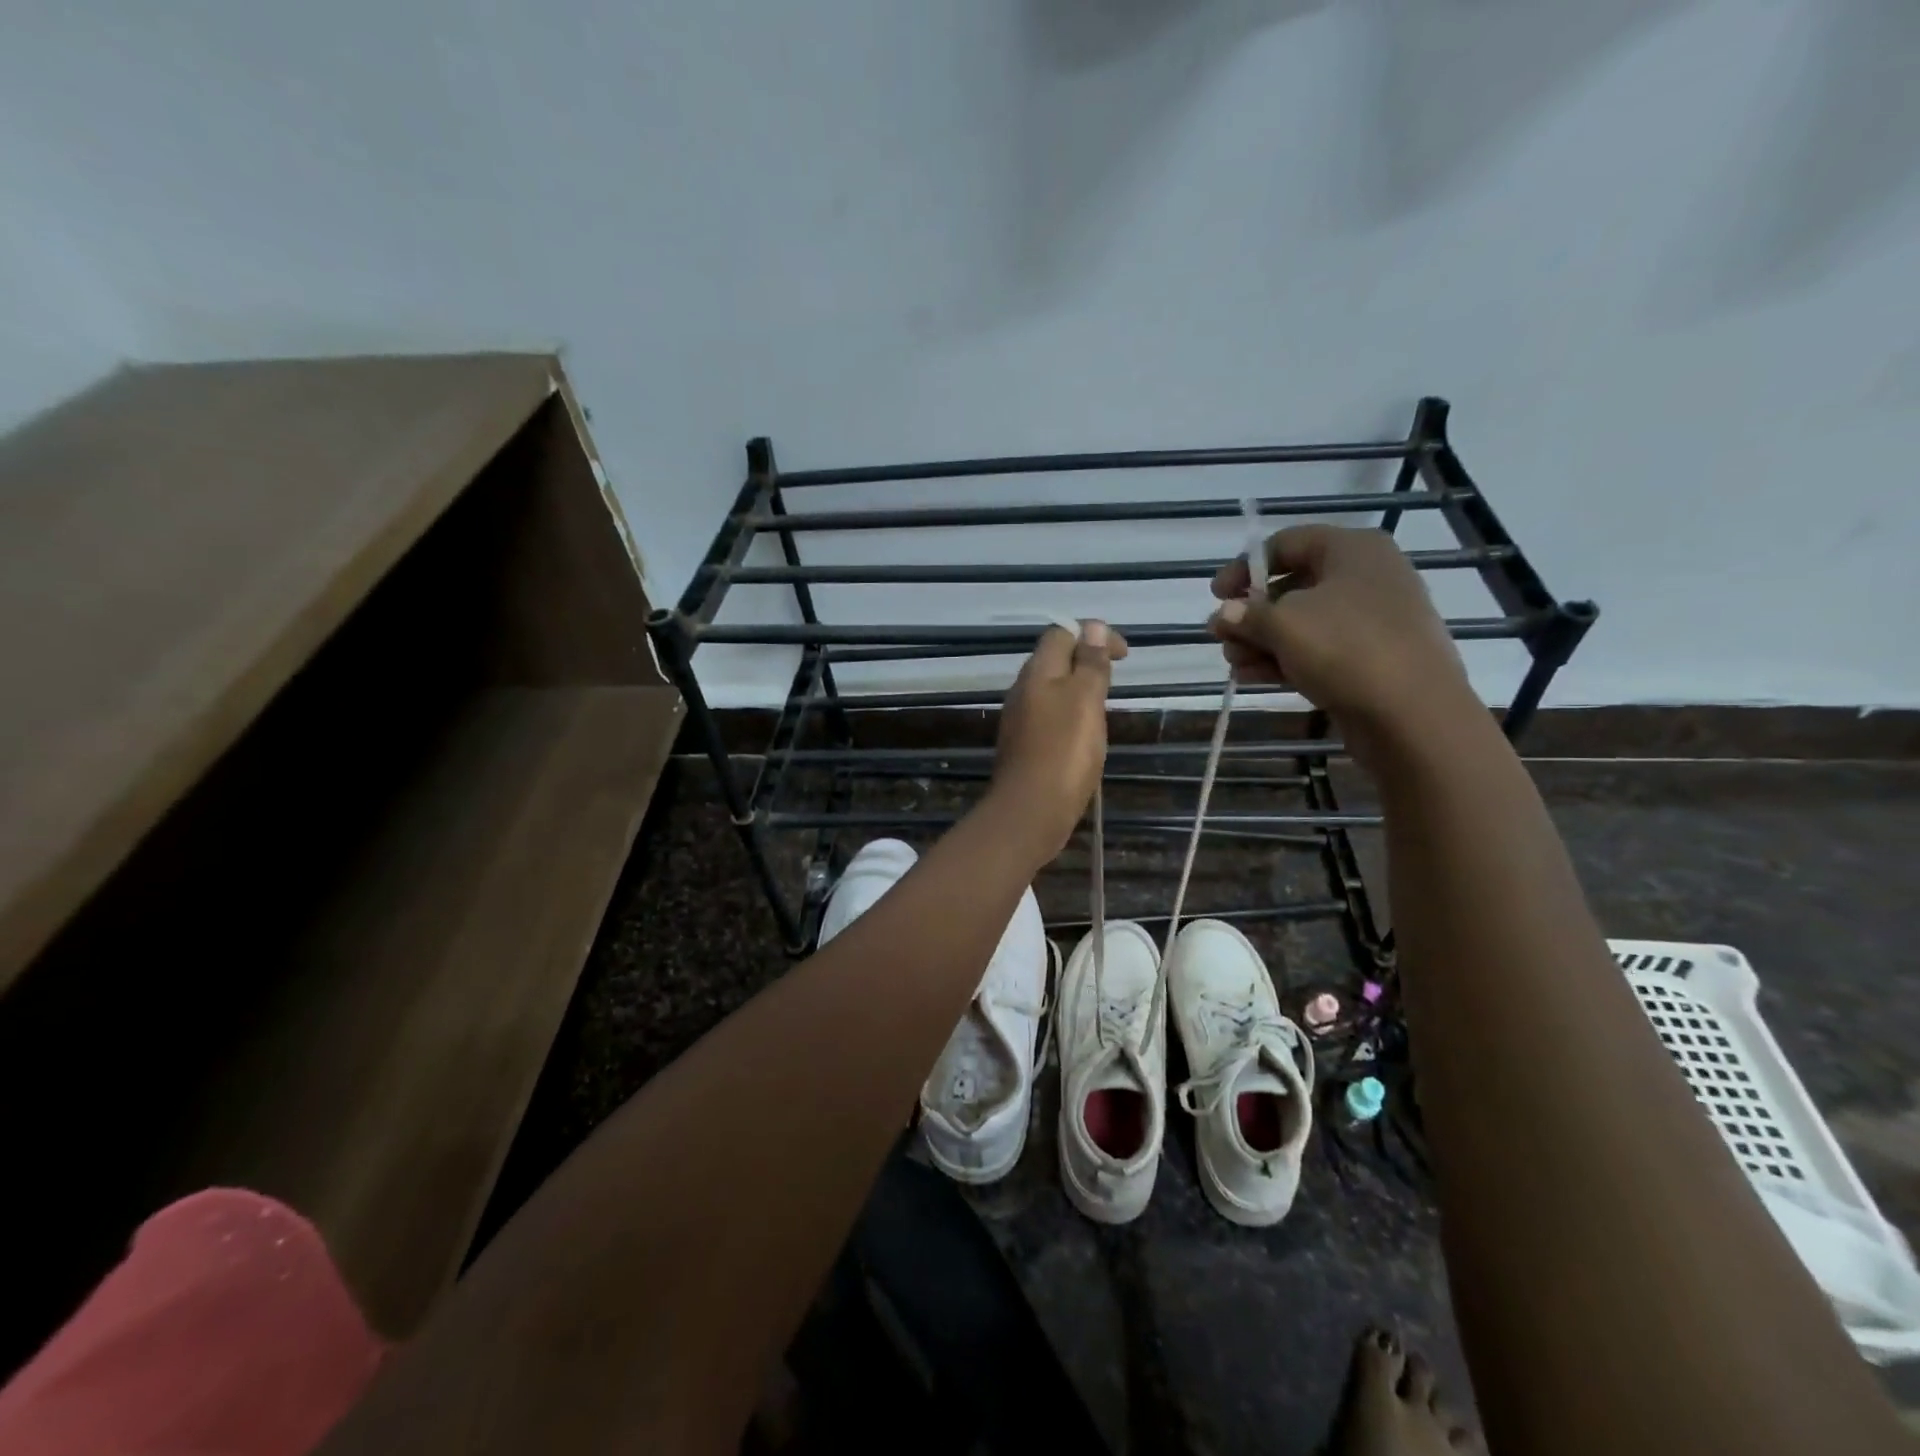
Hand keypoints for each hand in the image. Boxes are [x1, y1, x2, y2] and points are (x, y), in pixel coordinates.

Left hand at [990, 621, 1127, 861]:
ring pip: (1051, 689)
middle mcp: (1023, 690)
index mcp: (1037, 672)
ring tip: (1103, 706)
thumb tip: (1092, 626)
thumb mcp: (1085, 700)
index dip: (1093, 633)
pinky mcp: (1024, 746)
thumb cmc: (1064, 751)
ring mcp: (1020, 719)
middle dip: (1085, 659)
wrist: (1030, 811)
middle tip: (1114, 678)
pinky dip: (1069, 714)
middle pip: (1054, 660)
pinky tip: (1083, 735)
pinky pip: (1048, 716)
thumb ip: (1090, 663)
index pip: (1061, 633)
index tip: (1123, 655)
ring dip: (1077, 688)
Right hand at [1208, 526, 1474, 756]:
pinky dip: (1286, 659)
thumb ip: (1245, 615)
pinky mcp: (1372, 658)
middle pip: (1292, 585)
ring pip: (1303, 622)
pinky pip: (1319, 649)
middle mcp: (1366, 576)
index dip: (1244, 567)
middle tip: (1223, 639)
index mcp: (1352, 550)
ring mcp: (1372, 619)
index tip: (1217, 597)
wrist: (1414, 715)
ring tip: (1235, 665)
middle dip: (1251, 614)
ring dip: (1262, 641)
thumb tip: (1224, 614)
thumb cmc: (1346, 650)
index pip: (1286, 543)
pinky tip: (1255, 677)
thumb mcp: (1283, 625)